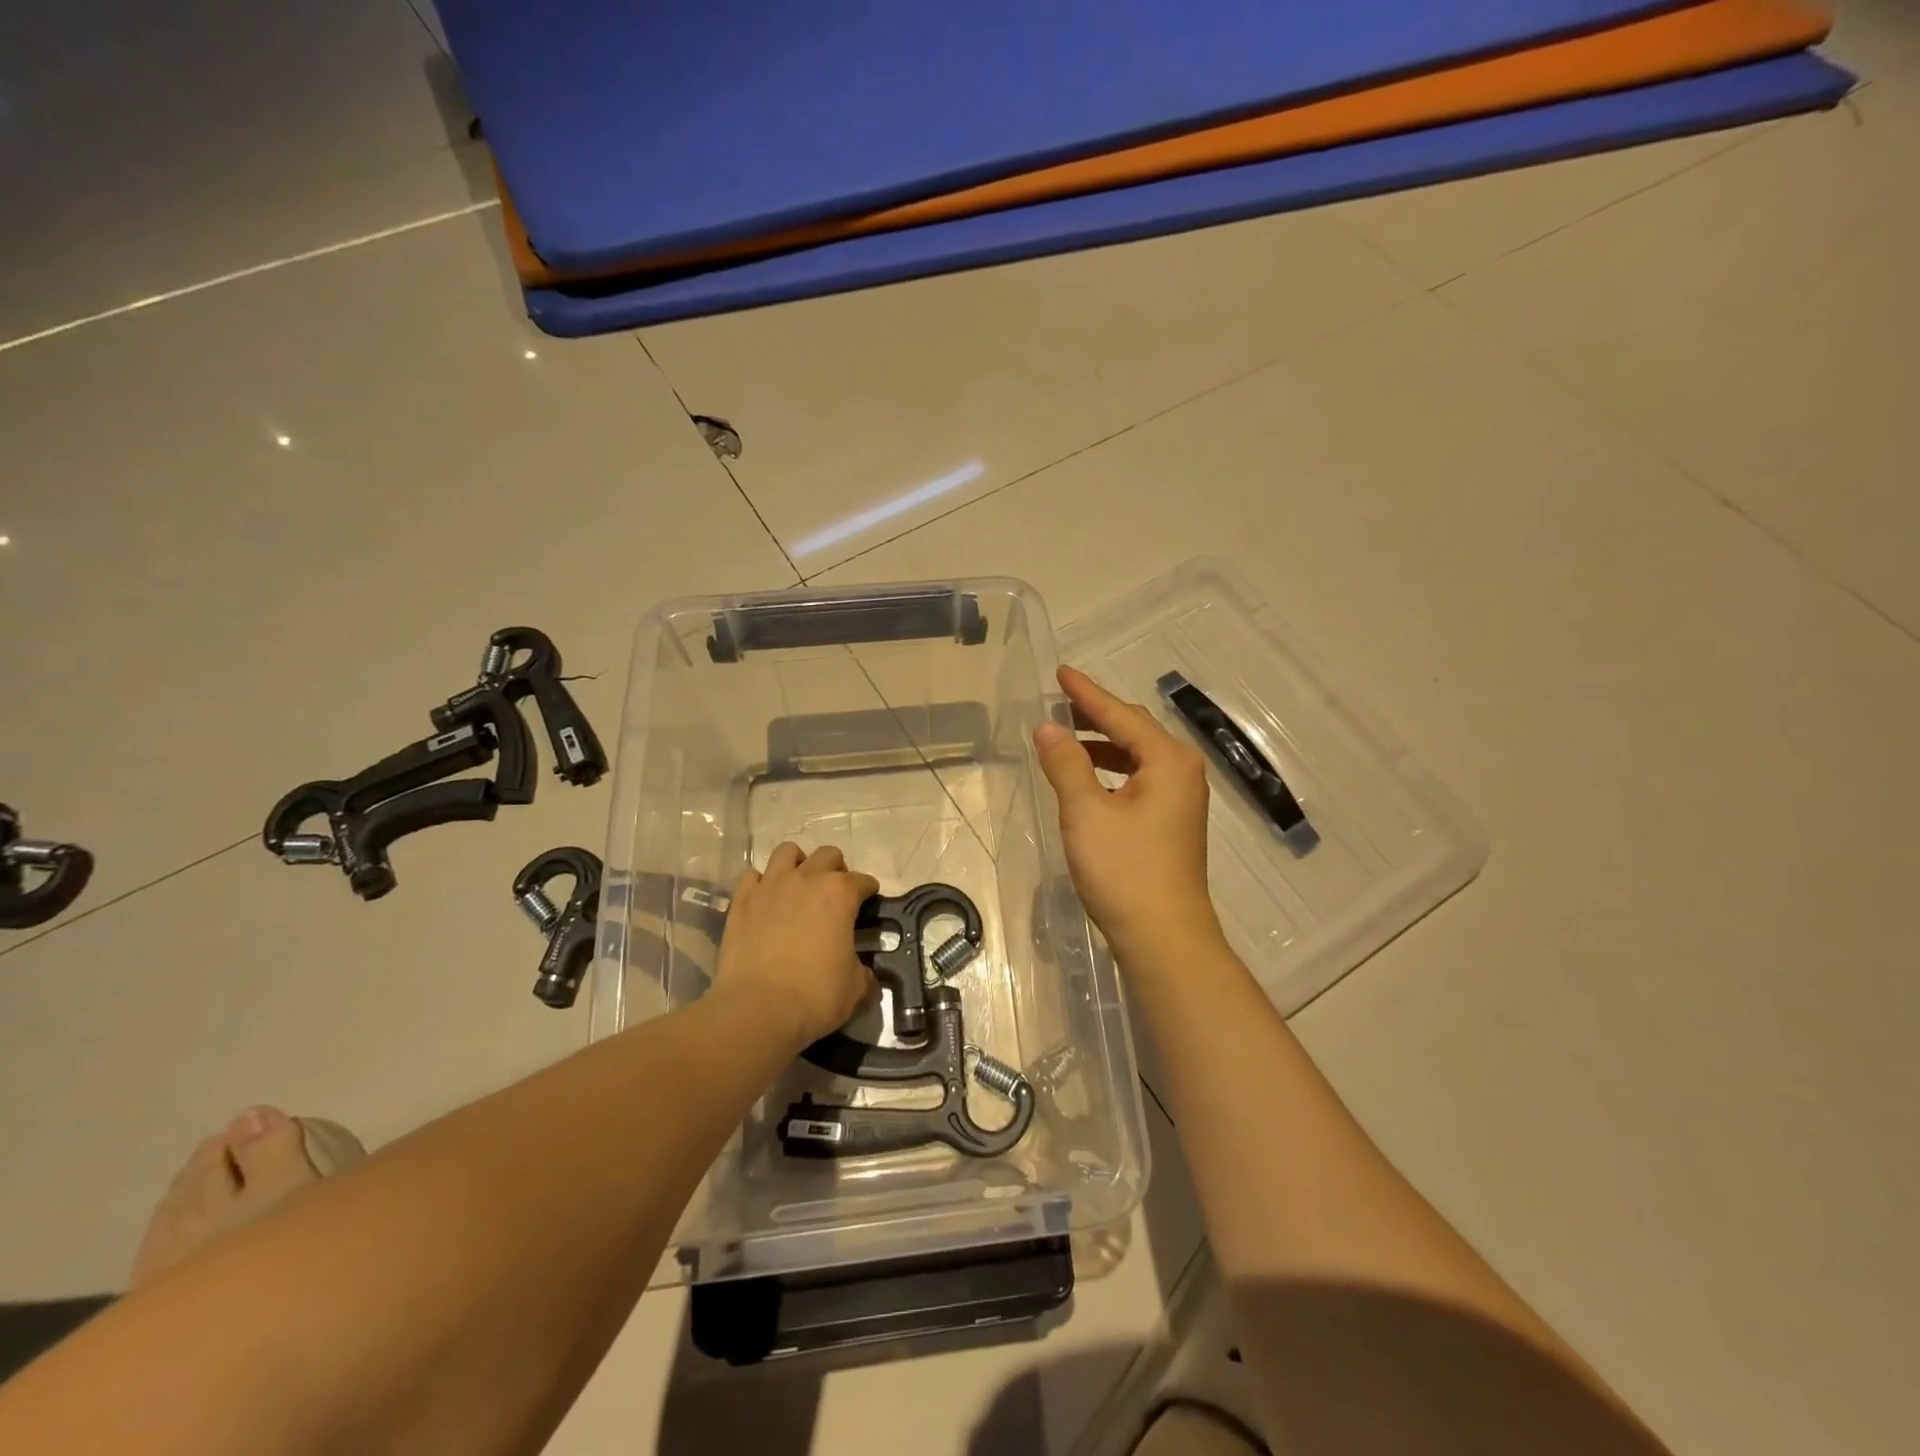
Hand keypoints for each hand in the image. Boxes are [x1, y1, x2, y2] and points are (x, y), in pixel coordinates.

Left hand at [715, 843, 878, 1049]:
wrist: (758, 1008)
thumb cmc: (815, 995)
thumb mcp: (854, 987)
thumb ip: (863, 973)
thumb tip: (866, 975)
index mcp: (840, 894)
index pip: (862, 880)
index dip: (868, 891)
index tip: (868, 902)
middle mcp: (807, 879)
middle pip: (827, 855)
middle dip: (835, 869)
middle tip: (834, 893)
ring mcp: (770, 885)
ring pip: (787, 852)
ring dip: (797, 864)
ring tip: (798, 885)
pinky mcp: (741, 900)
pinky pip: (752, 876)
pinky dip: (760, 883)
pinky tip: (765, 900)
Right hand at [1034, 666, 1223, 964]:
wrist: (1163, 937)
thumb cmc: (1124, 870)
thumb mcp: (1086, 812)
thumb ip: (1066, 764)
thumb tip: (1048, 729)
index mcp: (1169, 761)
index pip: (1121, 715)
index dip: (1087, 694)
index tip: (1061, 673)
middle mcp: (1182, 772)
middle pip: (1134, 731)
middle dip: (1096, 715)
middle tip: (1059, 701)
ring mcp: (1180, 799)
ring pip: (1136, 757)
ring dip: (1101, 745)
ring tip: (1065, 738)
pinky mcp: (1170, 823)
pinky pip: (1138, 780)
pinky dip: (1110, 772)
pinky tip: (1087, 779)